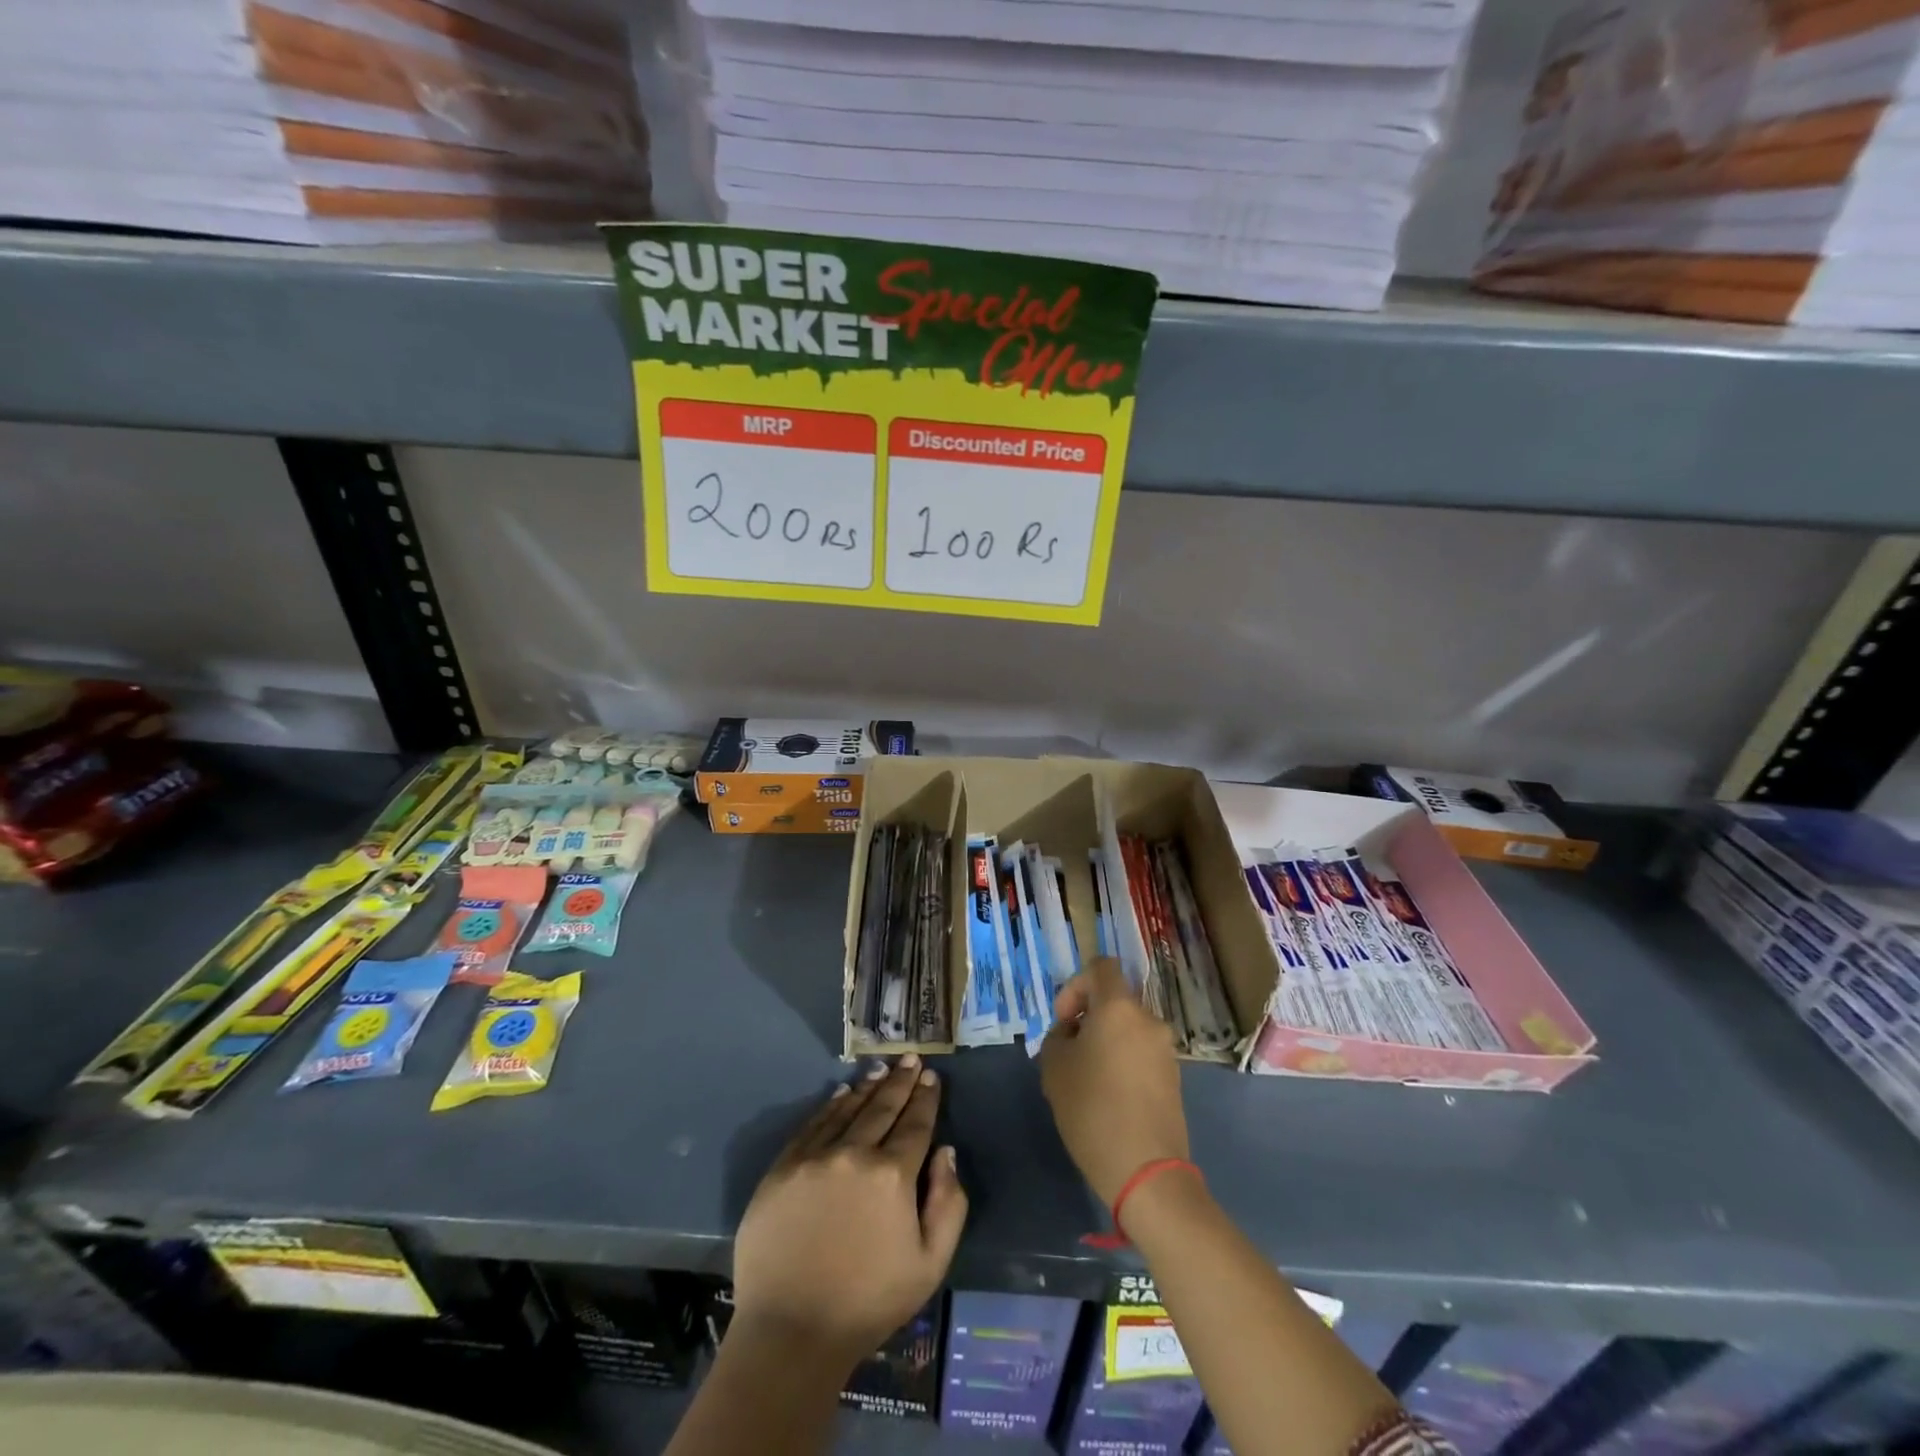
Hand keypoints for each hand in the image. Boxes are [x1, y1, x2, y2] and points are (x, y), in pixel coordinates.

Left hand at [731, 1055, 967, 1369]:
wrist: (790, 1332)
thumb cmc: (868, 1303)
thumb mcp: (930, 1265)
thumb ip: (949, 1204)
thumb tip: (945, 1152)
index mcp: (892, 1175)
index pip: (915, 1124)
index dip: (926, 1099)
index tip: (932, 1078)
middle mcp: (854, 1153)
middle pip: (883, 1108)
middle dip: (901, 1082)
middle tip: (912, 1059)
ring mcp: (814, 1157)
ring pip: (848, 1110)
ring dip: (869, 1087)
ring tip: (882, 1069)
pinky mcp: (783, 1167)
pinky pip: (813, 1125)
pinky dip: (831, 1106)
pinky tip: (842, 1094)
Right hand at [1039, 957, 1189, 1207]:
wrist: (1146, 1171)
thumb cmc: (1092, 1109)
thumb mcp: (1054, 1067)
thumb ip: (1058, 1037)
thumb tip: (1073, 1034)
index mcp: (1119, 1007)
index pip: (1101, 967)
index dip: (1076, 985)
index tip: (1065, 1021)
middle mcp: (1148, 1019)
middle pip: (1114, 1002)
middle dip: (1089, 1020)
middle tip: (1069, 1055)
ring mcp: (1166, 1049)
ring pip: (1128, 1030)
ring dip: (1106, 1043)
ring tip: (1087, 1081)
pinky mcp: (1174, 1078)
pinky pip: (1141, 1054)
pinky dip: (1123, 1063)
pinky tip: (1108, 1099)